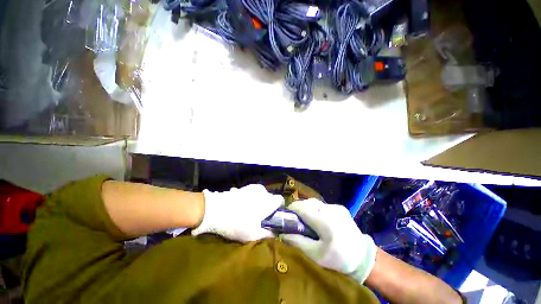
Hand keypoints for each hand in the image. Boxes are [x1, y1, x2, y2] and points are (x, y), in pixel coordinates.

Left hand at [192, 184, 283, 241]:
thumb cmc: (237, 223)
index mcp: (268, 201)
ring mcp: (252, 187)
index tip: (274, 215)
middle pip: (270, 197)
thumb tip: (275, 234)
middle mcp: (262, 191)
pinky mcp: (243, 187)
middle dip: (267, 205)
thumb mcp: (253, 235)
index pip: (280, 200)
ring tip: (249, 212)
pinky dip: (250, 198)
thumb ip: (267, 234)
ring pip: (260, 194)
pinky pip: (251, 192)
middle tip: (260, 216)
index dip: (279, 207)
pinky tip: (241, 206)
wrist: (215, 210)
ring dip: (258, 201)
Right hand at [281, 199, 376, 283]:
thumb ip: (297, 242)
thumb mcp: (316, 255)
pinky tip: (318, 219)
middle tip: (295, 219)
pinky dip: (315, 209)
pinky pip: (322, 205)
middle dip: (298, 208)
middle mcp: (330, 209)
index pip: (302, 208)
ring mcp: (336, 207)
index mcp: (324, 221)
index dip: (291, 209)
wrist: (364, 258)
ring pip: (314, 202)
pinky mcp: (340, 207)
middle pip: (307, 202)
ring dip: (307, 207)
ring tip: (305, 219)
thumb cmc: (338, 259)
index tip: (285, 215)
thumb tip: (282, 233)